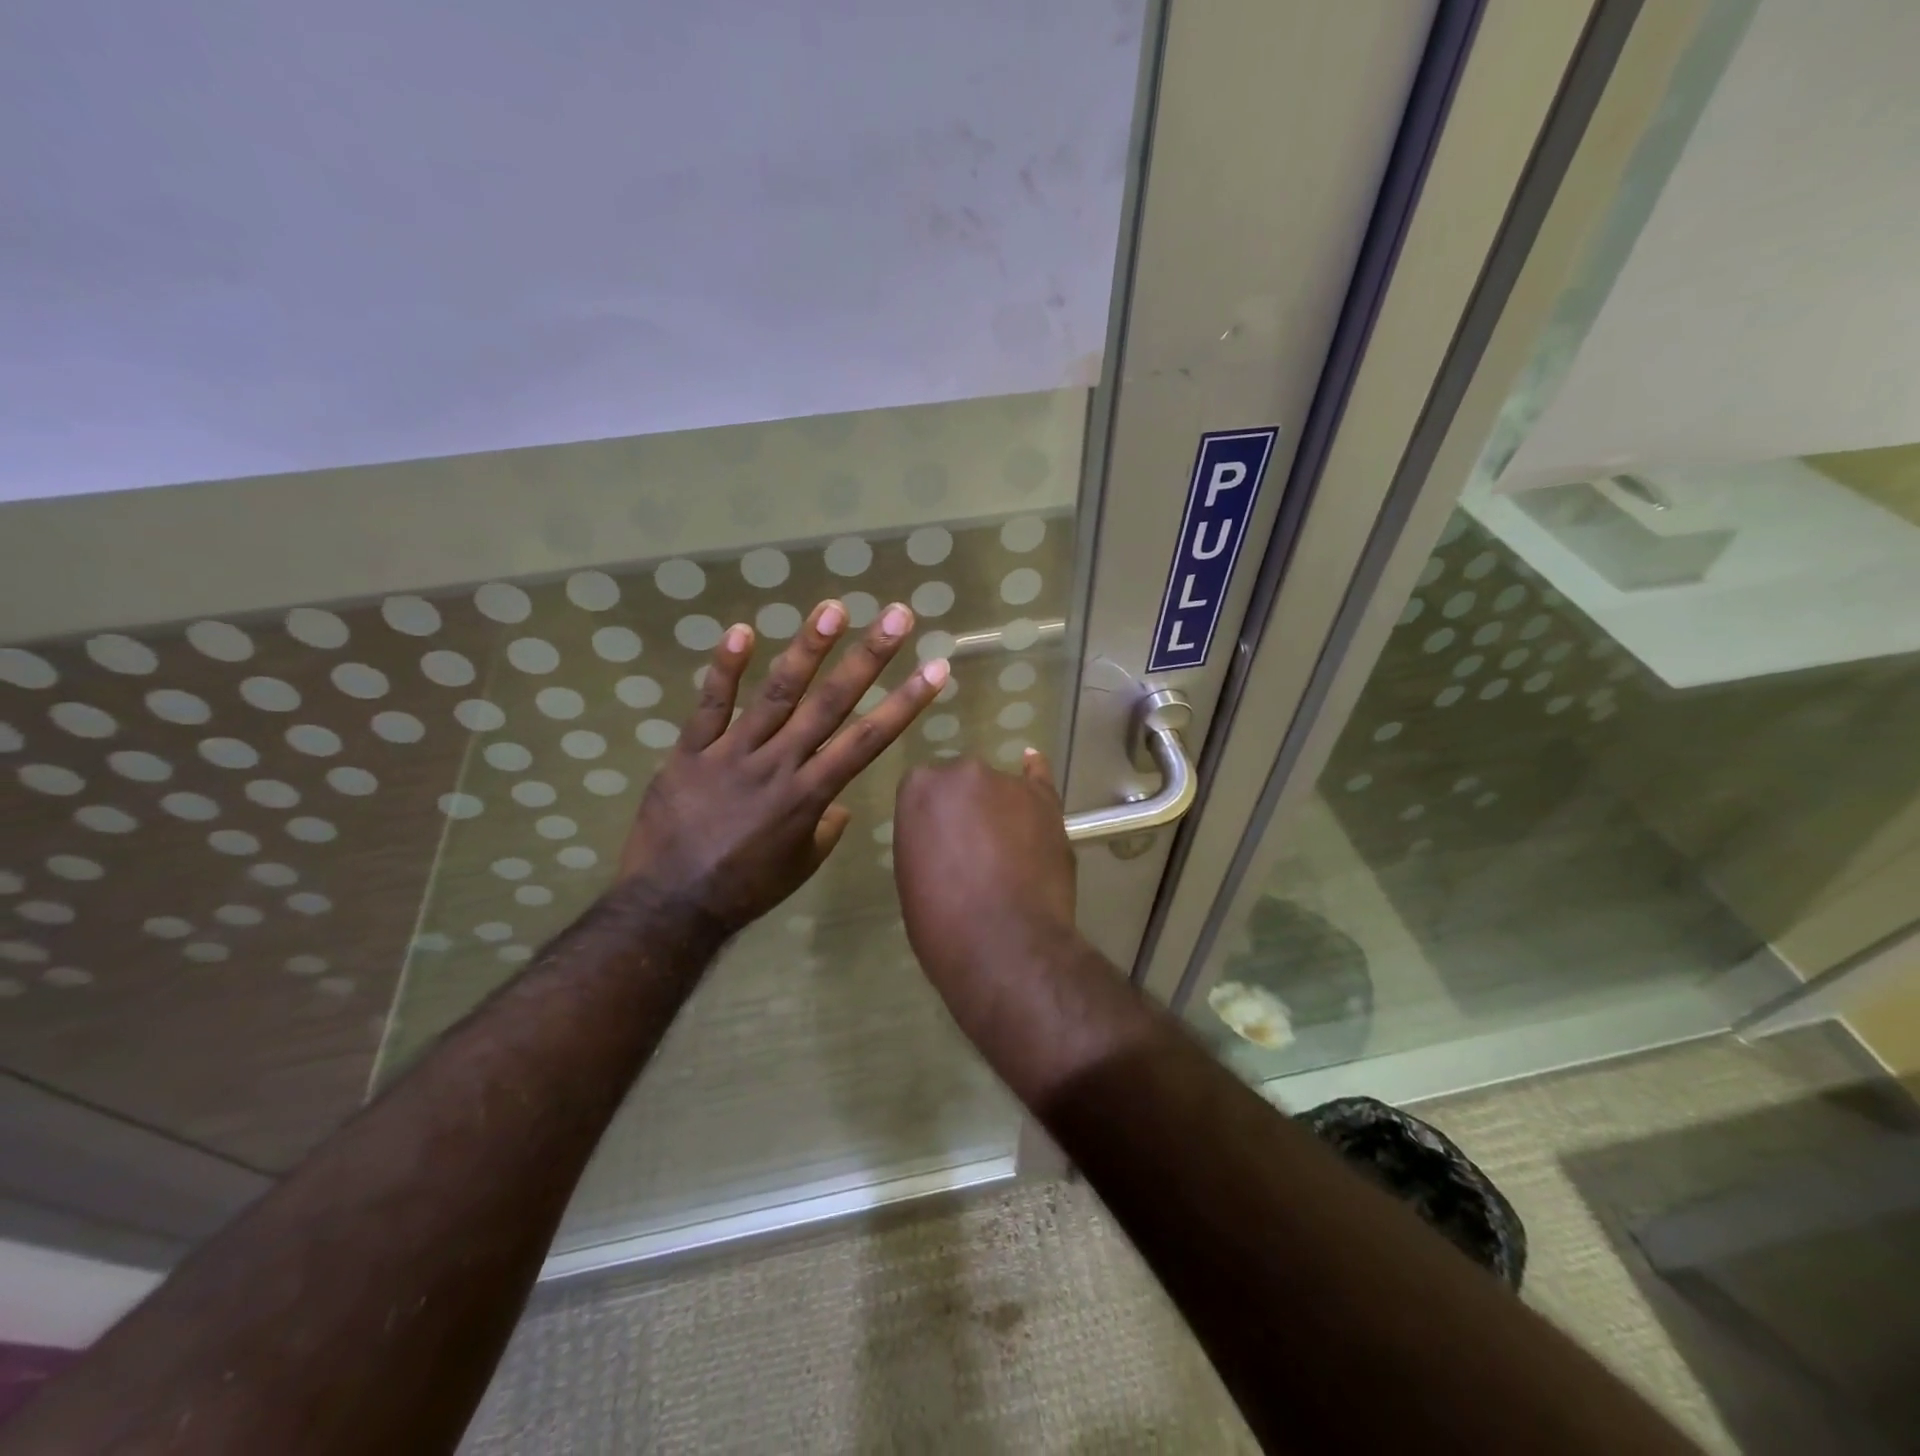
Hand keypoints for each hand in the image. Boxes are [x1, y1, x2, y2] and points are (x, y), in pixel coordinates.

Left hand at [619, 598, 945, 934]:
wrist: (670, 906)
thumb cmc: (745, 889)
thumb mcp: (800, 866)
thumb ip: (824, 829)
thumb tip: (838, 806)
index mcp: (811, 795)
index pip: (869, 740)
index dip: (906, 702)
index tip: (936, 668)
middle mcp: (780, 764)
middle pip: (831, 703)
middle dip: (869, 658)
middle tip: (897, 616)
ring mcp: (733, 754)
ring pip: (776, 693)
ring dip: (808, 649)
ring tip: (833, 609)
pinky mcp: (690, 752)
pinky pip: (709, 705)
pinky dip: (724, 668)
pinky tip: (742, 632)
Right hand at [892, 750, 1078, 987]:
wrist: (1005, 944)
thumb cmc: (942, 922)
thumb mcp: (912, 876)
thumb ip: (926, 840)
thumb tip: (947, 839)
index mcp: (918, 789)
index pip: (922, 792)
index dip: (933, 821)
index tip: (938, 847)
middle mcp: (962, 773)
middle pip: (961, 785)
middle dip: (965, 812)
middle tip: (971, 853)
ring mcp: (1008, 783)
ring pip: (998, 790)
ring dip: (1000, 811)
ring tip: (1008, 854)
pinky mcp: (1046, 802)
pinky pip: (1038, 778)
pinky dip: (1034, 772)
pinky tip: (1031, 762)